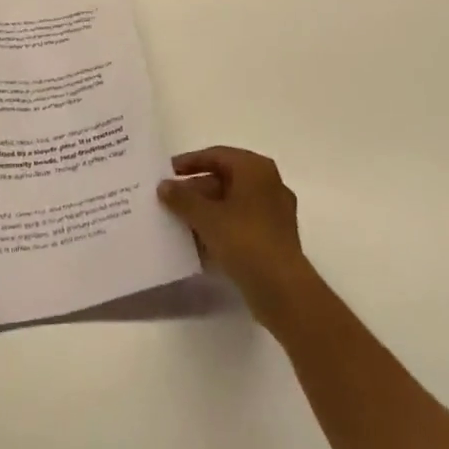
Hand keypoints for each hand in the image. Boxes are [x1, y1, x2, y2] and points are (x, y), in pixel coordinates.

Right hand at [158, 146, 315, 328]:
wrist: (284, 292)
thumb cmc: (245, 241)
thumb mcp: (206, 217)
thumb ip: (182, 198)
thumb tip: (164, 186)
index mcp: (255, 168)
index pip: (216, 155)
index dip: (189, 163)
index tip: (167, 173)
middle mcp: (269, 184)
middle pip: (225, 178)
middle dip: (196, 190)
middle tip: (170, 201)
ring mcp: (274, 212)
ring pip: (233, 203)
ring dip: (207, 211)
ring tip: (180, 222)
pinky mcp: (275, 238)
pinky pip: (242, 223)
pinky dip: (221, 227)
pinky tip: (200, 242)